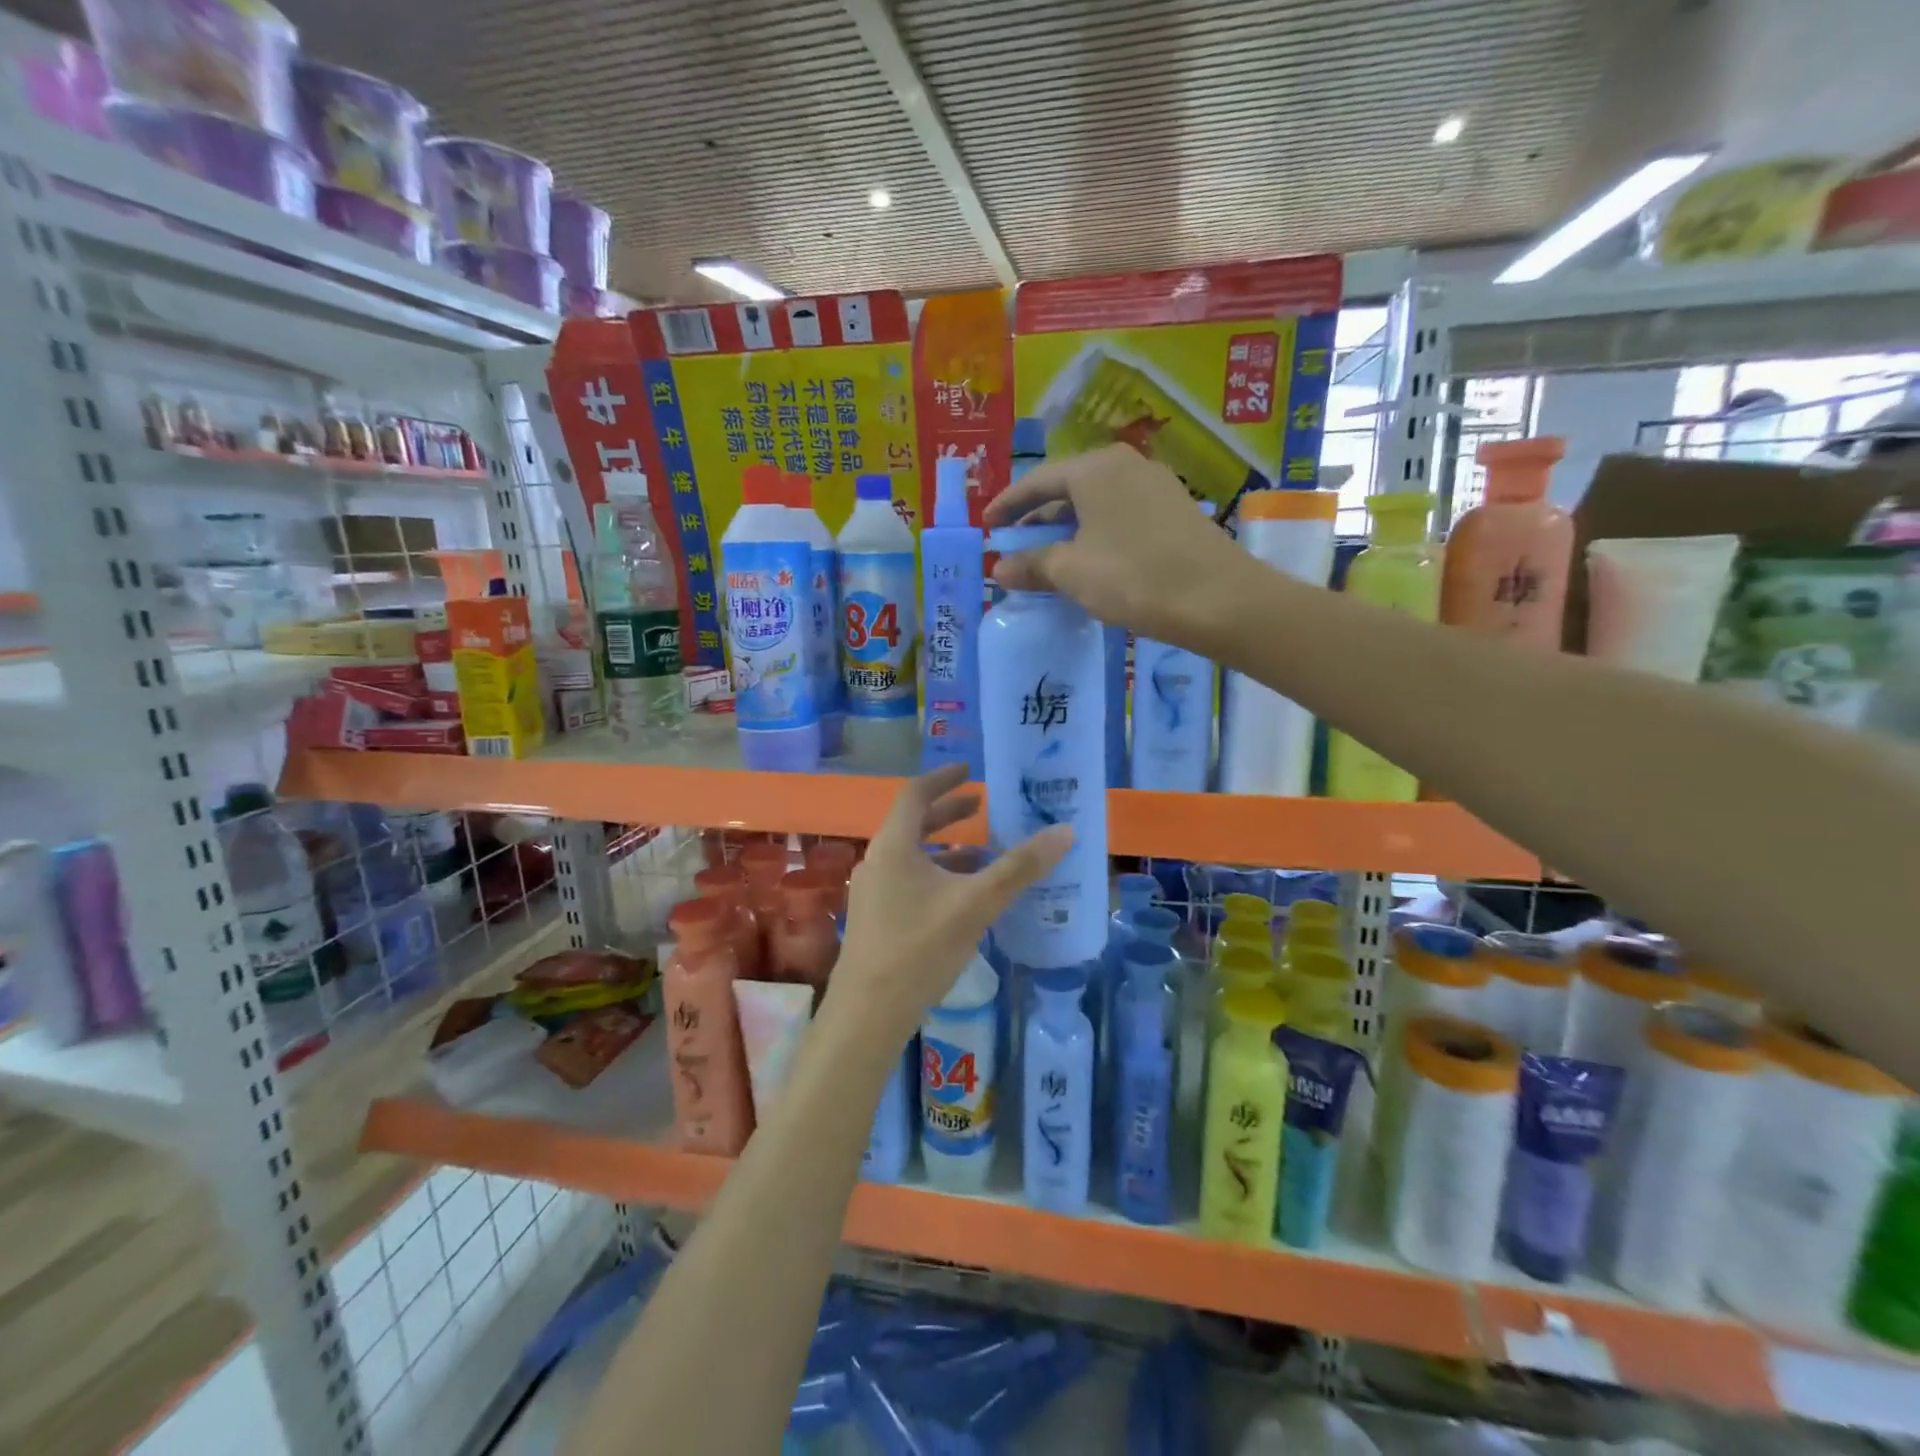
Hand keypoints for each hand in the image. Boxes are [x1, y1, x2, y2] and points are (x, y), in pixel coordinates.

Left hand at [828, 765, 1068, 1047]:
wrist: (869, 1013)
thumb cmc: (920, 948)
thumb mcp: (976, 904)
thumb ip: (1020, 868)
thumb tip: (1066, 831)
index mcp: (894, 845)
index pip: (915, 794)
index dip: (943, 779)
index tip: (970, 772)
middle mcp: (878, 860)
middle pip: (913, 823)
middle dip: (948, 813)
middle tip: (982, 806)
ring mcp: (873, 891)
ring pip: (912, 855)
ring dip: (946, 848)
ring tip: (983, 853)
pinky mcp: (876, 918)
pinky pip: (910, 880)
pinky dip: (937, 876)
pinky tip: (963, 897)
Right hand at [983, 443, 1254, 650]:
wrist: (1218, 600)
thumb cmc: (1133, 577)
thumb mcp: (1072, 572)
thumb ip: (1031, 565)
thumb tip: (998, 569)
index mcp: (1095, 468)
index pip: (1037, 481)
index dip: (1007, 505)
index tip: (986, 527)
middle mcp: (1125, 466)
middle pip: (1067, 489)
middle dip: (1037, 520)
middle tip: (1014, 547)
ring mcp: (1155, 486)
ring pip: (1095, 505)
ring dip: (1066, 531)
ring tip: (1047, 560)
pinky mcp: (1174, 512)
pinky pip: (1119, 517)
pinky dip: (1095, 536)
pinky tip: (1089, 564)